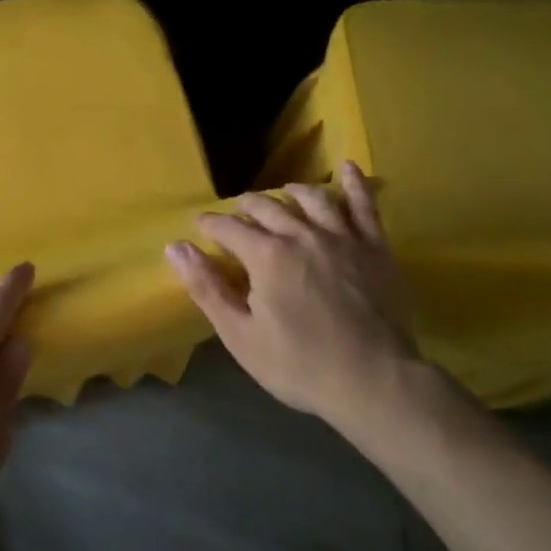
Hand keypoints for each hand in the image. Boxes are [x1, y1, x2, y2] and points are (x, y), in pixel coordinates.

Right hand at [167, 163, 418, 434]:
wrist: (375, 382)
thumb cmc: (300, 365)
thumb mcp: (240, 335)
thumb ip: (206, 288)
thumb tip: (176, 247)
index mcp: (266, 255)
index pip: (229, 227)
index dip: (211, 225)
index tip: (201, 227)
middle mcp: (301, 235)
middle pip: (267, 207)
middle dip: (246, 206)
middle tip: (237, 212)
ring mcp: (342, 237)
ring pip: (312, 198)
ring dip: (291, 192)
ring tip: (283, 193)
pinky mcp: (374, 248)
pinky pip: (364, 206)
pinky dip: (354, 184)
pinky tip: (348, 168)